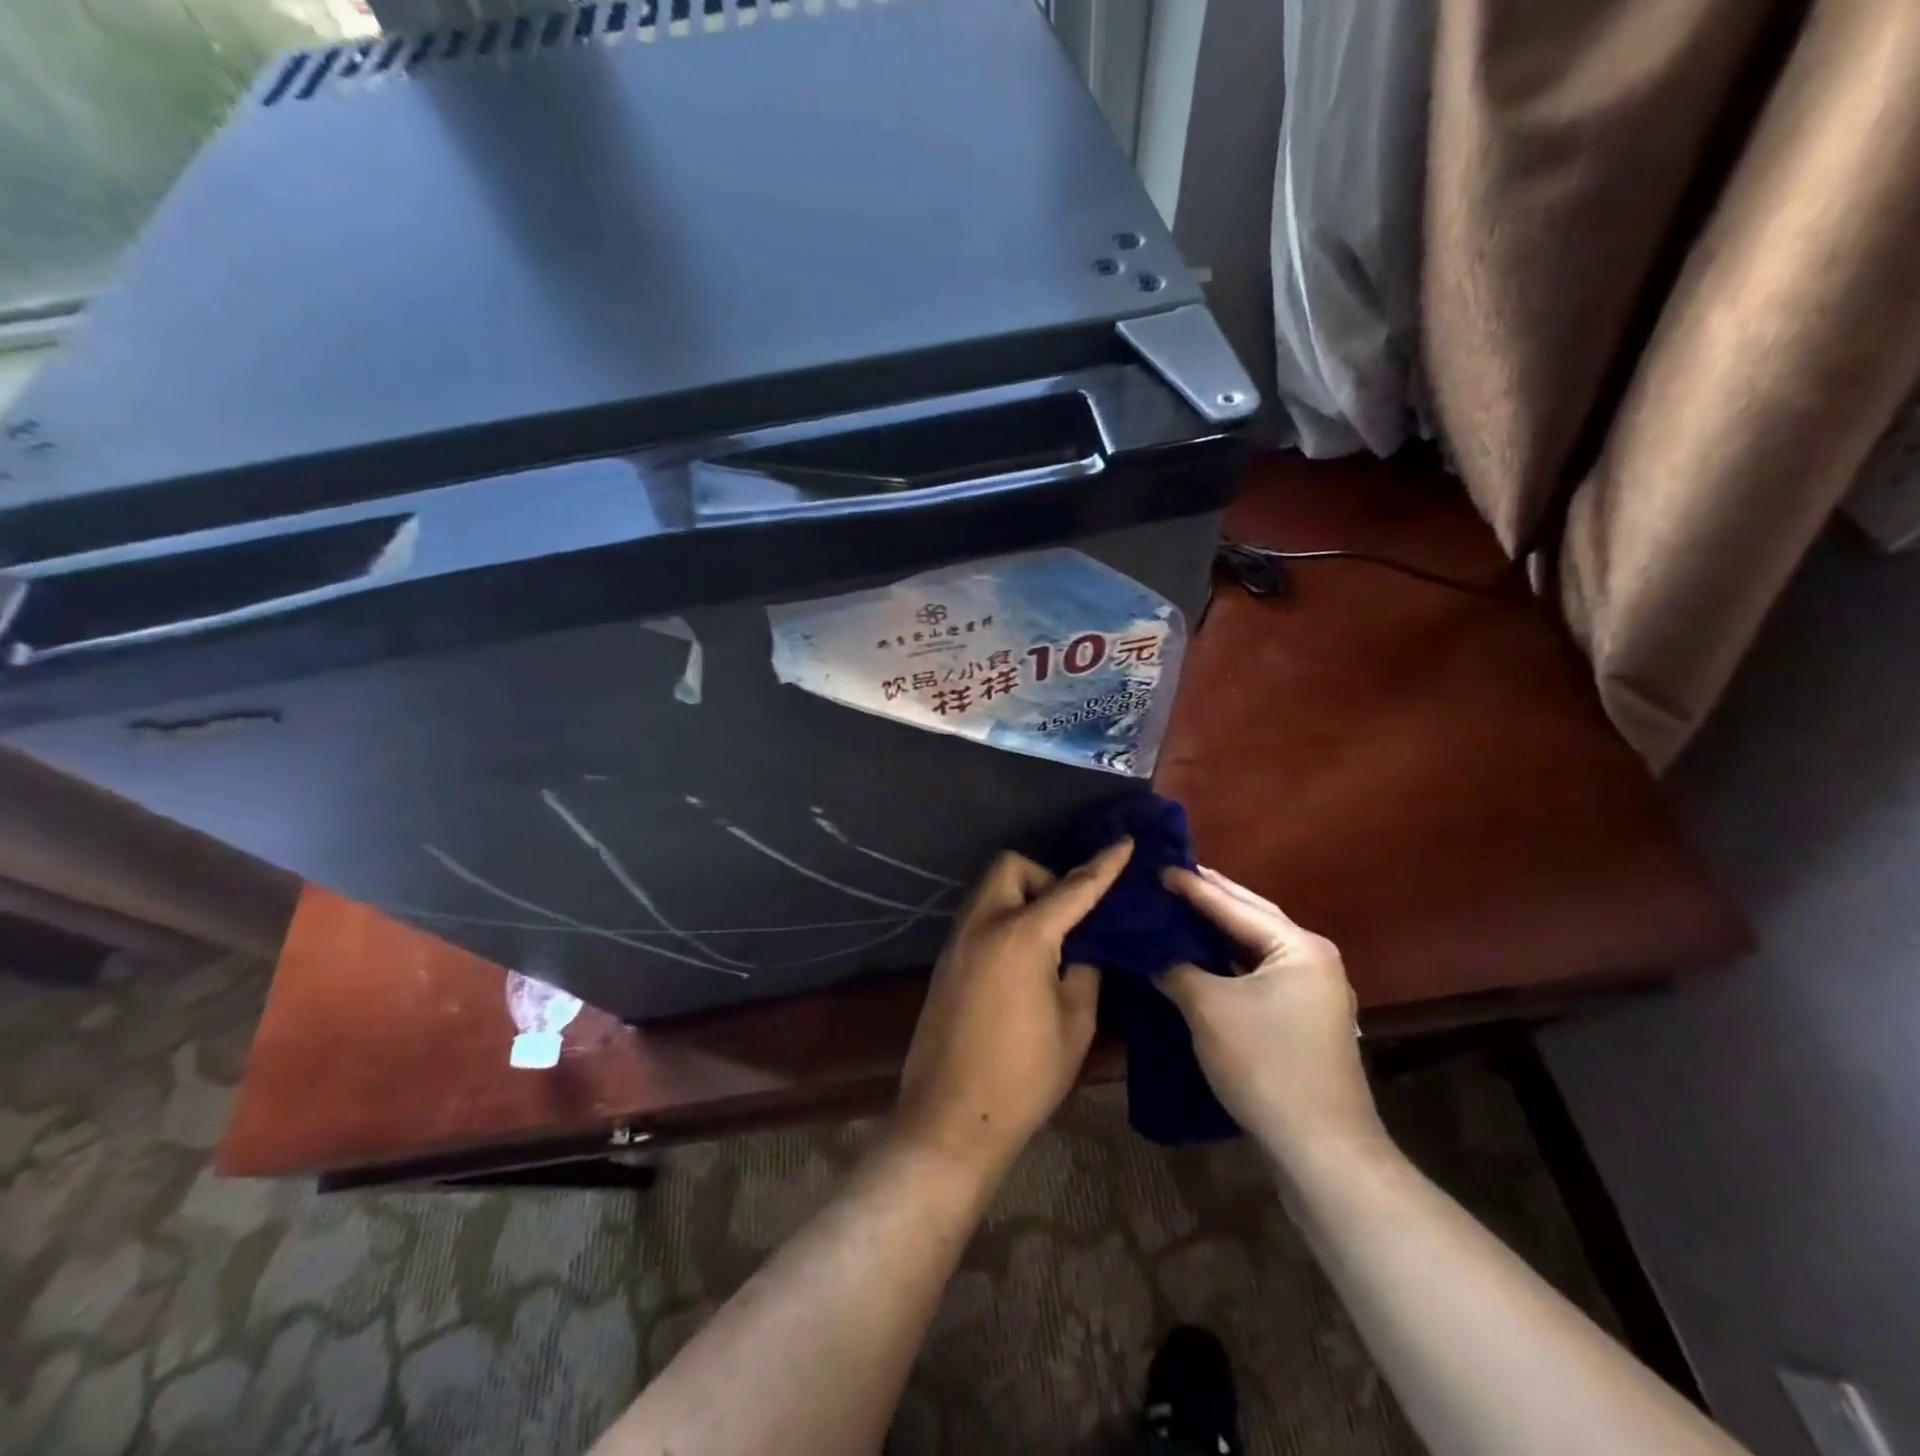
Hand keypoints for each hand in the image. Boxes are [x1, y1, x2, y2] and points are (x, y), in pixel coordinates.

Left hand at [893, 840, 1132, 1177]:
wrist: (950, 1118)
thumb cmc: (1024, 1076)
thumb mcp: (1075, 1025)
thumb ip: (1084, 973)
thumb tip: (1080, 950)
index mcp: (1022, 935)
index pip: (1072, 888)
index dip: (1102, 865)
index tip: (1123, 842)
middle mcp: (983, 924)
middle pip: (1010, 867)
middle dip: (1043, 877)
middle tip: (1067, 916)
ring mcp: (957, 940)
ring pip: (989, 891)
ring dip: (1020, 897)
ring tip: (1047, 939)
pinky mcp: (944, 960)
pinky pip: (977, 918)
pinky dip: (1002, 920)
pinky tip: (1020, 959)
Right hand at [1159, 866, 1382, 1165]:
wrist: (1322, 1150)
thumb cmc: (1266, 1064)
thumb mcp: (1208, 1009)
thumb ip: (1175, 968)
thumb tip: (1149, 951)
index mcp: (1298, 946)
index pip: (1233, 905)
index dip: (1192, 886)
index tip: (1157, 867)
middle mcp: (1312, 959)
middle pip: (1251, 918)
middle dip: (1210, 899)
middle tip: (1169, 879)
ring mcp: (1312, 991)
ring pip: (1254, 948)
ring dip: (1217, 932)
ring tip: (1178, 910)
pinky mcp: (1302, 1019)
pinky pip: (1257, 974)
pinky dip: (1227, 962)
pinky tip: (1199, 958)